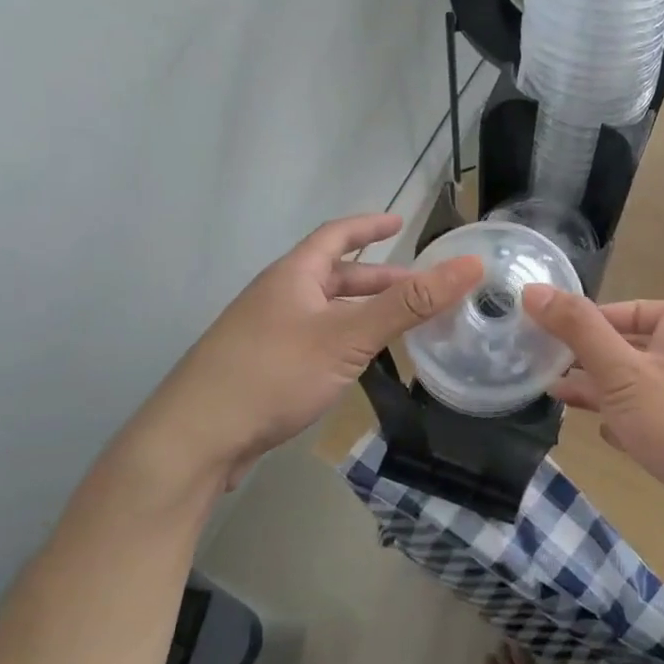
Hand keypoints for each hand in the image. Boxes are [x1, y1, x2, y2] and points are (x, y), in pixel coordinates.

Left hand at [112, 214, 481, 497]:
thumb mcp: (349, 336)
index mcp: (293, 275)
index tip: (400, 223)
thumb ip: (410, 304)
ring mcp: (264, 334)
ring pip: (324, 312)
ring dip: (361, 313)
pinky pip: (313, 340)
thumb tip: (468, 266)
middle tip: (419, 290)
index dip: (369, 226)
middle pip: (334, 276)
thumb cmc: (274, 374)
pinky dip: (342, 341)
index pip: (336, 235)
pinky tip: (356, 364)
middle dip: (377, 280)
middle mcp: (276, 296)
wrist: (194, 440)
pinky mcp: (261, 368)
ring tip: (398, 327)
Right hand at [521, 288, 663, 553]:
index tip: (554, 330)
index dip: (594, 317)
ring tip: (555, 396)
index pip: (632, 309)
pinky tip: (601, 433)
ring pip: (635, 389)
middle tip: (543, 364)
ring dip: (599, 391)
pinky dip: (623, 424)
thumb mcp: (623, 370)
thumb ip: (578, 330)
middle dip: (588, 356)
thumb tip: (533, 289)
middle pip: (630, 349)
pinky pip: (648, 424)